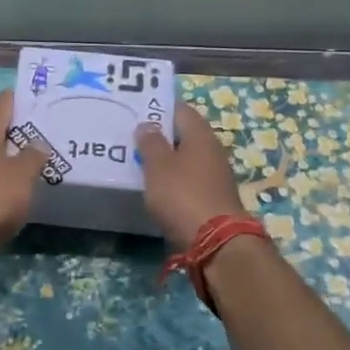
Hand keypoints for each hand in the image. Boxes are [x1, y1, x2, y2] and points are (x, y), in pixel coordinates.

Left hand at [0, 91, 47, 277]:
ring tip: (44, 165)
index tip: (48, 99)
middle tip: (54, 134)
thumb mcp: (20, 175)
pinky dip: (7, 185)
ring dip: (16, 161)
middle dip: (24, 132)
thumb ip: (33, 157)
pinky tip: (23, 194)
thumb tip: (37, 143)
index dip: (25, 98)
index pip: (4, 103)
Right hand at [134, 101, 246, 248]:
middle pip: (184, 134)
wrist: (216, 241)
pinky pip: (189, 179)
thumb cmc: (183, 195)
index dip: (158, 108)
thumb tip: (147, 125)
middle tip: (132, 139)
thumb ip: (150, 142)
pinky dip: (174, 180)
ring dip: (167, 160)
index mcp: (200, 134)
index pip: (179, 110)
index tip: (136, 112)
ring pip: (186, 158)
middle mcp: (212, 149)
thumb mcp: (158, 166)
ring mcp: (216, 175)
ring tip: (140, 163)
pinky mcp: (213, 197)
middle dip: (161, 136)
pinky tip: (157, 188)